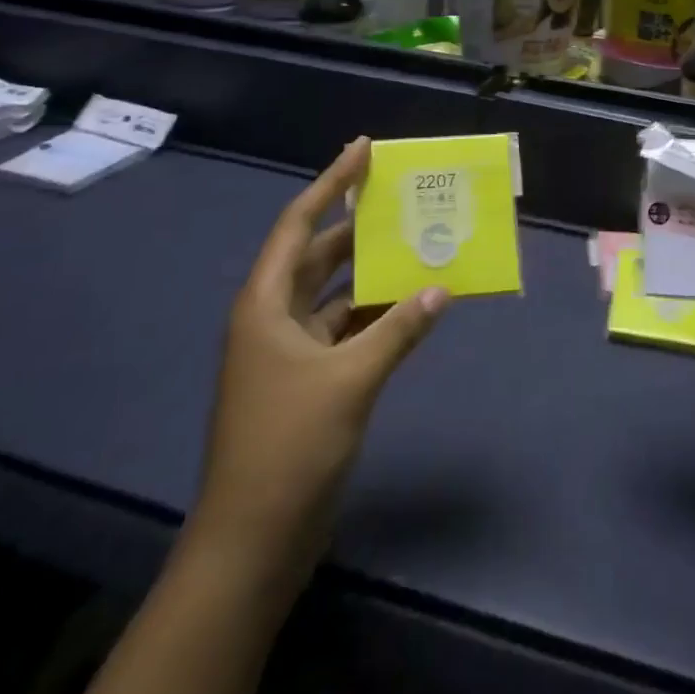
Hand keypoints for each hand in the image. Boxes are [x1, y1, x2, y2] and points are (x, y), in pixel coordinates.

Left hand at [193, 138, 448, 550]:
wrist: (251, 543)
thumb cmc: (289, 447)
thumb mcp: (350, 380)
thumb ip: (398, 329)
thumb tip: (442, 287)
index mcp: (266, 304)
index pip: (300, 223)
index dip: (331, 183)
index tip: (363, 149)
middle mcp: (273, 318)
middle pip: (318, 254)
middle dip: (357, 224)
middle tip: (401, 194)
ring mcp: (288, 352)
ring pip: (335, 293)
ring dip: (371, 272)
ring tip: (415, 241)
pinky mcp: (306, 381)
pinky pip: (345, 329)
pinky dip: (375, 315)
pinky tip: (410, 305)